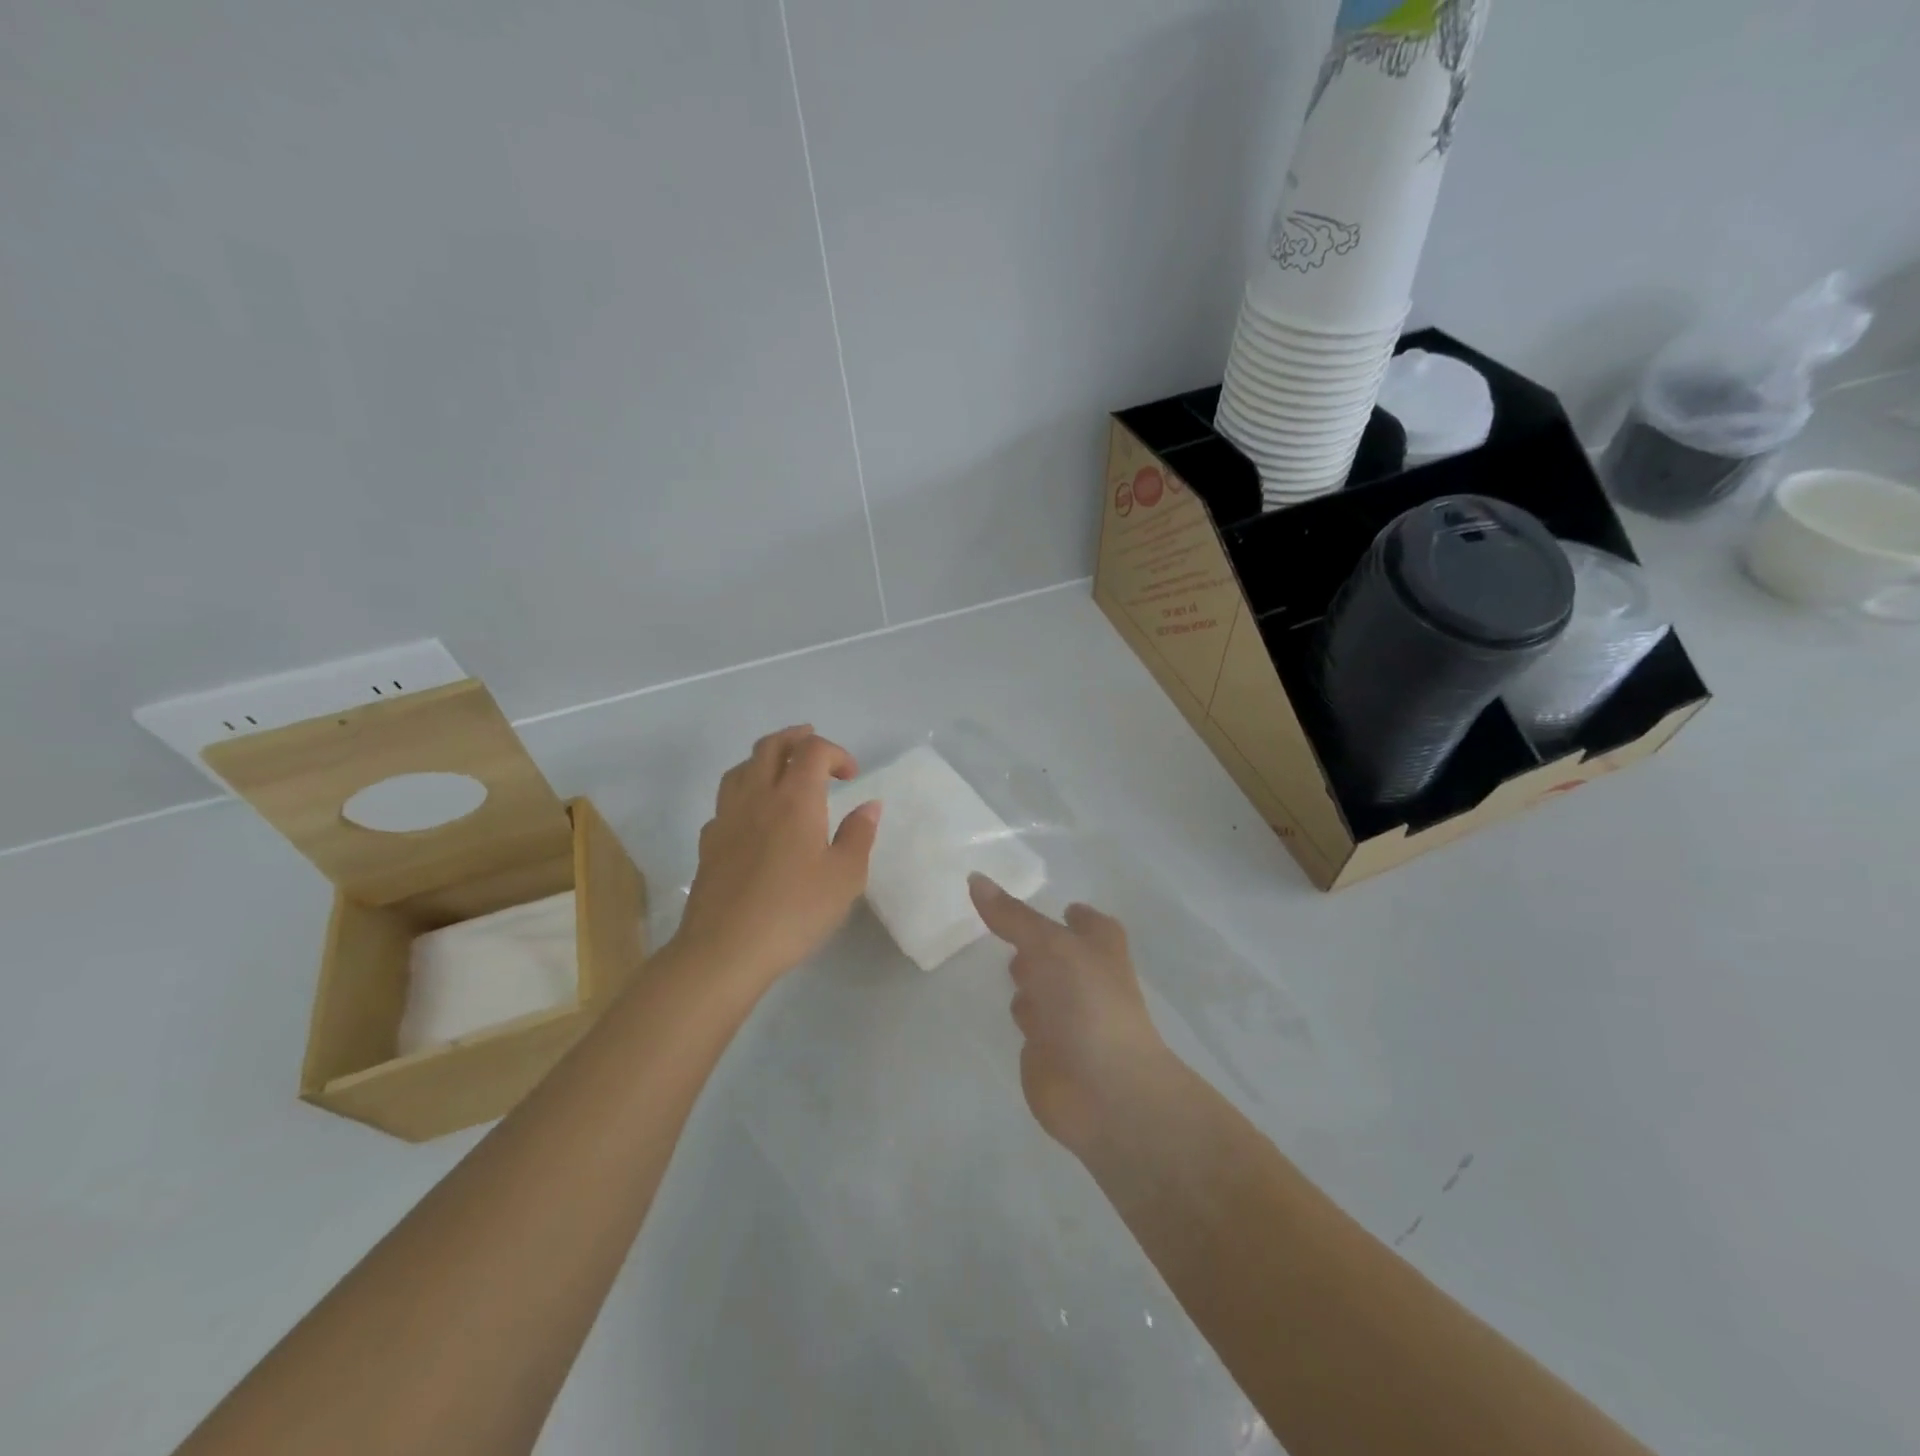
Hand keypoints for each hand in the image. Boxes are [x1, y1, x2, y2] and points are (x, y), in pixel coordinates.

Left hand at [672, 726, 880, 995]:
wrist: (725, 949)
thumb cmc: (794, 911)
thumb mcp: (844, 877)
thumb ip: (858, 835)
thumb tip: (868, 805)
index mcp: (795, 799)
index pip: (813, 751)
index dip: (836, 753)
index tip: (852, 776)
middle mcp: (757, 797)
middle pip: (771, 746)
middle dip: (796, 739)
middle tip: (814, 745)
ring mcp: (727, 818)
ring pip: (742, 768)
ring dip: (766, 759)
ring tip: (782, 771)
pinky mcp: (709, 842)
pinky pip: (726, 800)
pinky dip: (745, 793)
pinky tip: (754, 816)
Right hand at [968, 874, 1167, 1151]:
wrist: (1104, 1090)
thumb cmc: (1087, 1002)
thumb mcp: (1048, 945)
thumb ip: (1011, 916)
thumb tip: (974, 877)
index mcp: (1098, 946)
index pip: (1088, 922)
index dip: (1075, 915)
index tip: (1057, 905)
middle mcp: (1084, 976)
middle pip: (1059, 952)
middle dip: (1039, 943)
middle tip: (1009, 927)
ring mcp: (1067, 1014)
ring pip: (1040, 986)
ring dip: (1025, 978)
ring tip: (1002, 963)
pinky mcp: (1047, 1047)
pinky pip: (1028, 1020)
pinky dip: (1019, 1013)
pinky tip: (1000, 1005)